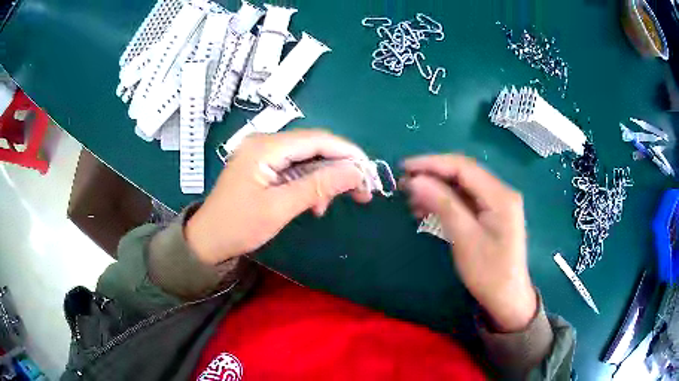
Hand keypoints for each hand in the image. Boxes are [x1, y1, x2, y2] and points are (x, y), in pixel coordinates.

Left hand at [186, 130, 371, 264]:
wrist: (208, 240)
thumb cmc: (238, 226)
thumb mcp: (279, 208)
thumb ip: (318, 186)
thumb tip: (355, 172)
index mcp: (265, 147)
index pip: (317, 140)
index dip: (347, 152)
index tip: (370, 171)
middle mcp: (265, 143)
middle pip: (314, 147)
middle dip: (340, 167)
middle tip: (362, 190)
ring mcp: (264, 154)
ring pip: (308, 159)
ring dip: (327, 178)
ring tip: (343, 200)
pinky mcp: (264, 167)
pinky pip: (295, 169)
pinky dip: (310, 184)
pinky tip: (316, 205)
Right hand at [400, 155, 535, 331]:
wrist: (506, 298)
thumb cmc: (488, 272)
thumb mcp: (464, 238)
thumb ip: (443, 204)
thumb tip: (415, 180)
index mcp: (500, 195)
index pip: (463, 167)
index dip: (432, 163)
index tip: (404, 167)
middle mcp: (500, 193)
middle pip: (463, 174)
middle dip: (433, 175)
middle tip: (404, 183)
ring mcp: (496, 204)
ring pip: (462, 187)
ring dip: (437, 189)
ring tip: (411, 198)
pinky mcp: (490, 215)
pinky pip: (465, 201)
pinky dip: (445, 202)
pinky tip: (426, 209)